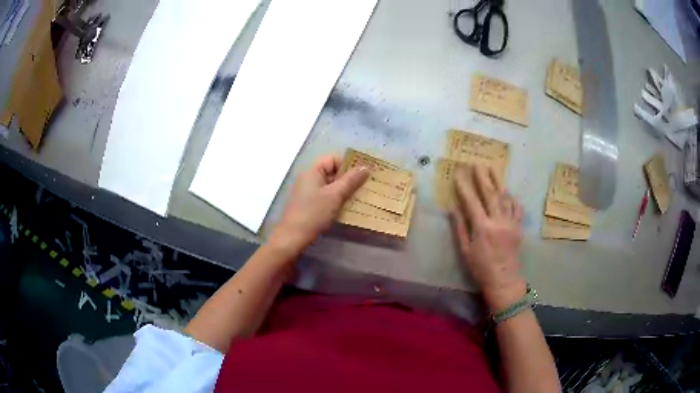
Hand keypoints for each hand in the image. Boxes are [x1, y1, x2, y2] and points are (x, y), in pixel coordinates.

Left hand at [269, 155, 368, 256]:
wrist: (293, 237)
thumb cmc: (314, 213)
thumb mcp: (335, 195)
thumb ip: (351, 180)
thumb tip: (365, 167)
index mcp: (312, 172)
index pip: (332, 159)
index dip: (347, 164)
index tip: (361, 176)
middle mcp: (309, 179)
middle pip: (332, 172)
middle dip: (348, 179)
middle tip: (364, 188)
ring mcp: (307, 193)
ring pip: (330, 186)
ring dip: (343, 191)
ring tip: (358, 199)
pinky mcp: (308, 205)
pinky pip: (326, 197)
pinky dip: (336, 200)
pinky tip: (346, 209)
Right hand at [450, 165, 525, 311]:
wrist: (504, 280)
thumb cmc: (480, 268)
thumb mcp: (465, 251)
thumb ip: (459, 228)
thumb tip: (452, 208)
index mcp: (482, 227)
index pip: (472, 201)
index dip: (464, 186)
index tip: (458, 173)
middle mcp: (498, 221)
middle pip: (490, 193)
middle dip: (482, 177)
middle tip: (477, 163)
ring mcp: (511, 223)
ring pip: (505, 197)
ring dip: (498, 181)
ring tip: (493, 168)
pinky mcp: (518, 227)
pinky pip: (517, 208)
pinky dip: (512, 198)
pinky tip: (508, 191)